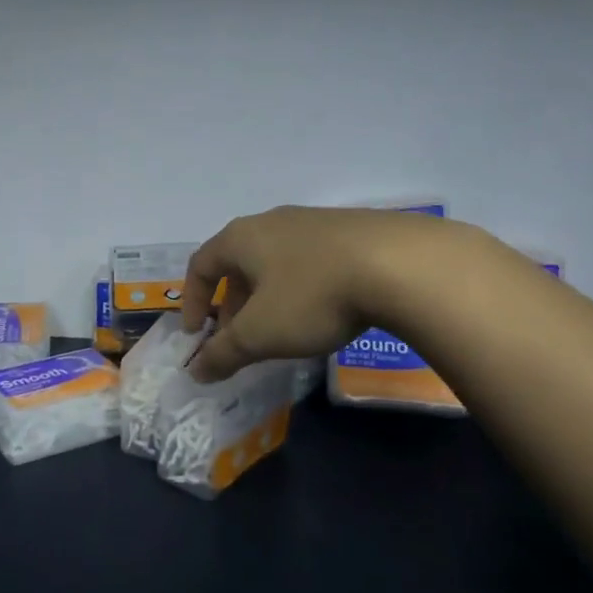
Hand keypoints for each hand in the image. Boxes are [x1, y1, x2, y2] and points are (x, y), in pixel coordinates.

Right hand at [182, 206, 434, 381]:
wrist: (400, 265)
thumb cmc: (312, 296)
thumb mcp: (260, 334)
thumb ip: (224, 353)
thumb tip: (196, 371)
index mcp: (241, 238)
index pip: (201, 264)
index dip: (192, 299)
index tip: (196, 333)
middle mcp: (272, 222)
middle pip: (239, 263)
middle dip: (233, 305)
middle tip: (239, 339)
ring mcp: (314, 222)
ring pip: (276, 262)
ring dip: (268, 297)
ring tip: (282, 329)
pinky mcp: (351, 230)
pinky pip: (311, 260)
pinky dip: (302, 287)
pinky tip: (324, 311)